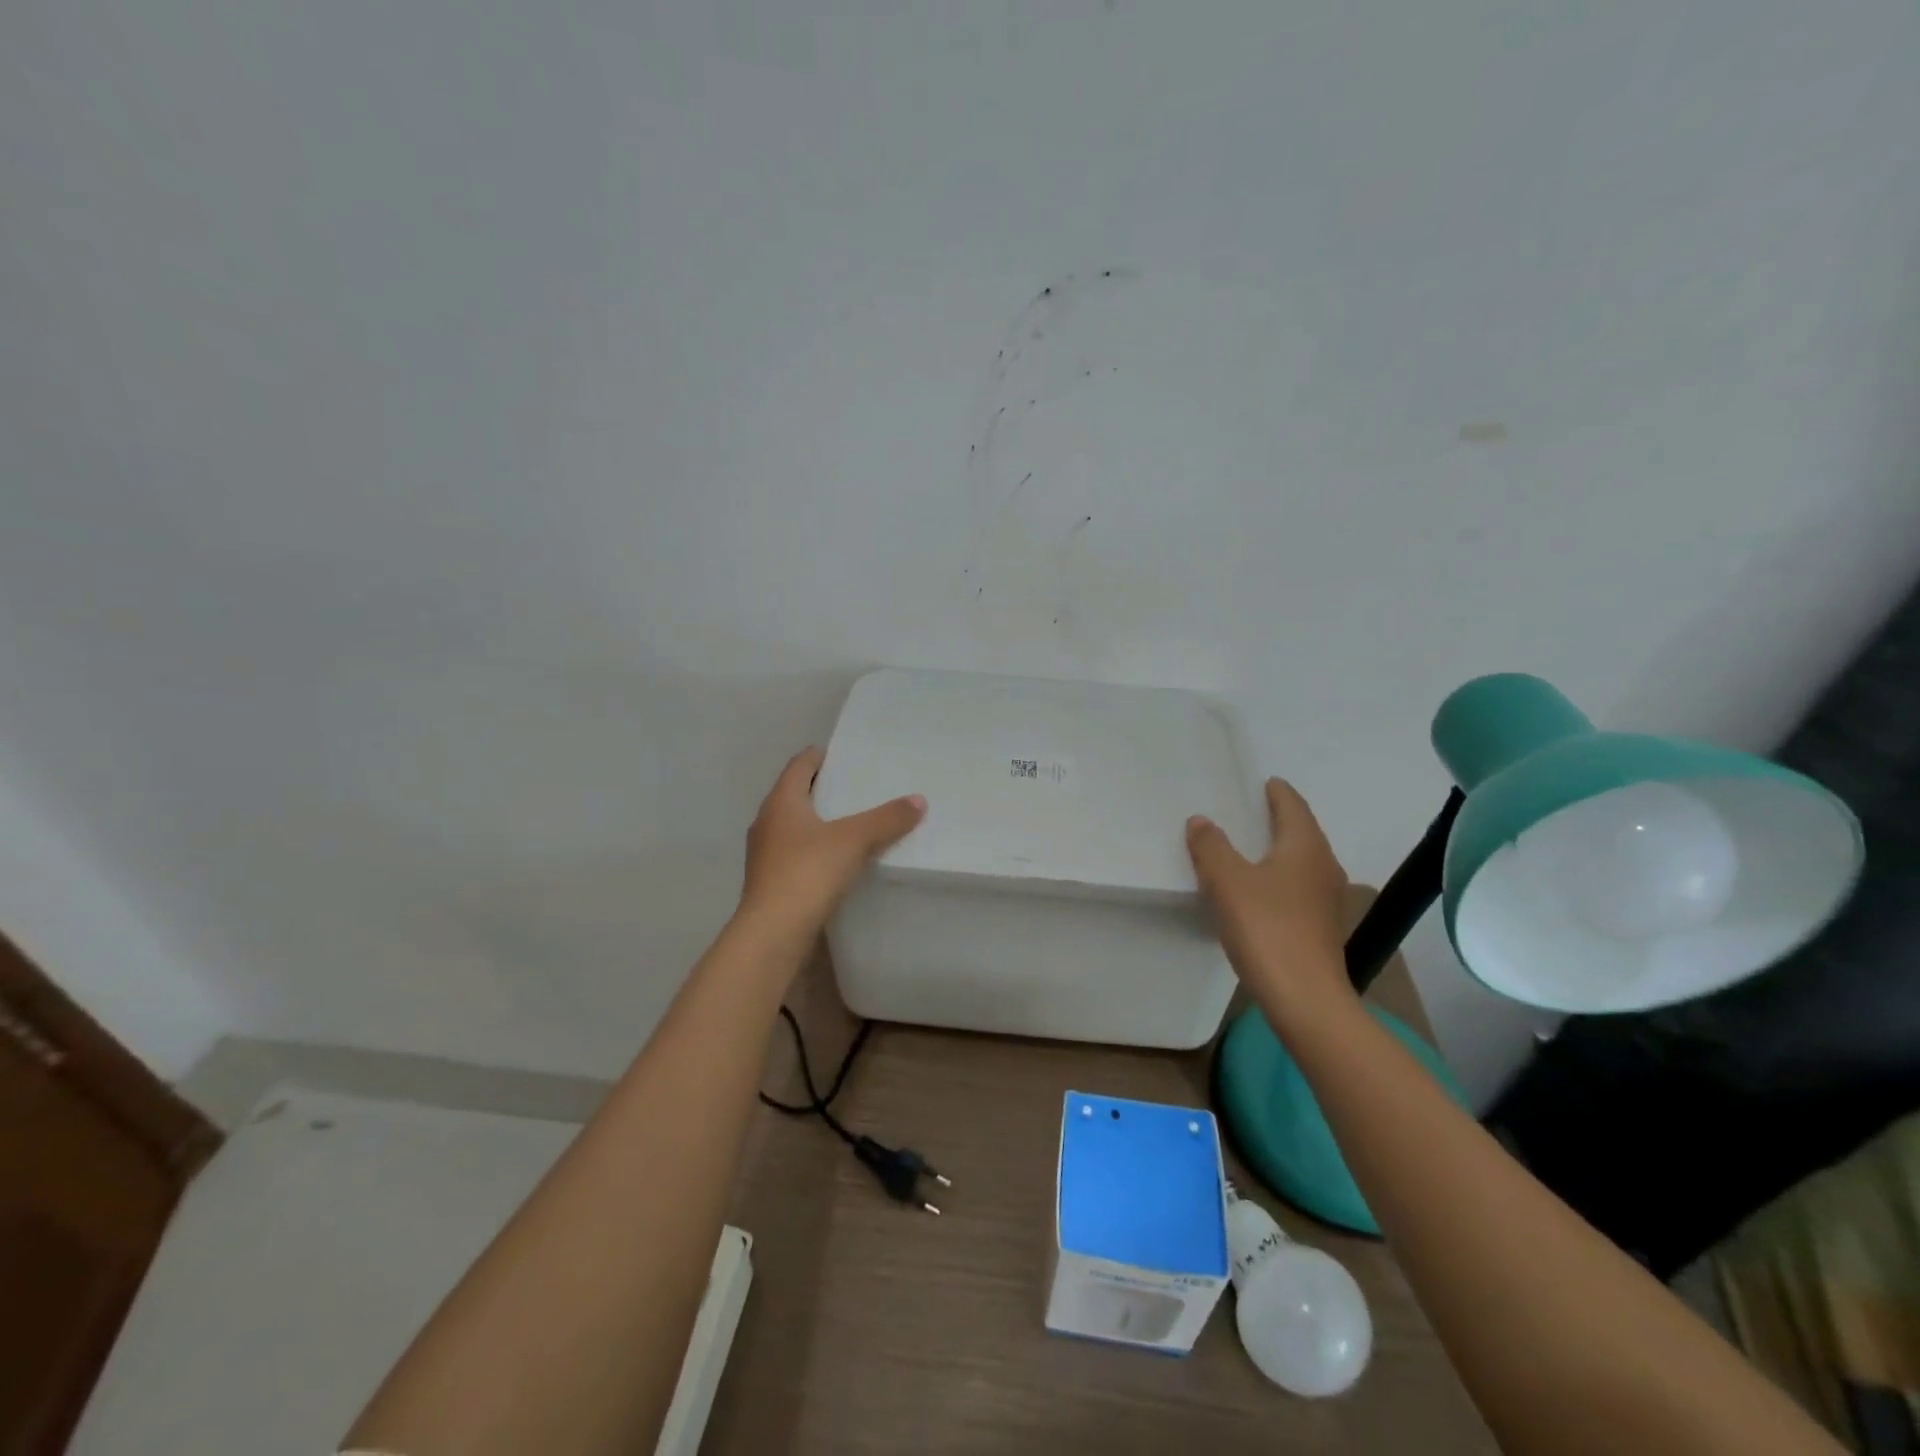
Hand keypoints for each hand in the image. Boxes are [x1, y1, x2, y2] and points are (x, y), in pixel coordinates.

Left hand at [738, 748, 925, 941]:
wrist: (773, 933)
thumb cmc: (808, 872)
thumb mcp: (854, 840)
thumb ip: (887, 818)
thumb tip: (918, 800)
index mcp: (781, 802)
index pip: (799, 766)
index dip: (818, 756)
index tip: (841, 754)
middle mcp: (766, 822)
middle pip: (794, 795)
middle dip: (821, 789)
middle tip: (854, 787)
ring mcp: (764, 855)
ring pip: (793, 827)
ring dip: (817, 822)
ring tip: (850, 823)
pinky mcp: (769, 882)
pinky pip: (794, 854)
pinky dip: (814, 850)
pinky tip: (836, 860)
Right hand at [1186, 779, 1352, 1018]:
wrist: (1305, 999)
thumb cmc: (1267, 929)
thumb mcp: (1227, 881)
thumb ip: (1211, 846)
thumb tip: (1201, 820)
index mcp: (1305, 847)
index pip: (1293, 806)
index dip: (1278, 792)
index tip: (1264, 782)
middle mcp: (1323, 867)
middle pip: (1302, 832)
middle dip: (1278, 819)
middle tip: (1248, 810)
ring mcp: (1326, 901)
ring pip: (1300, 862)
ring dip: (1277, 851)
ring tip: (1247, 848)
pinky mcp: (1319, 928)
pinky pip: (1296, 888)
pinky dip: (1277, 878)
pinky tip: (1256, 890)